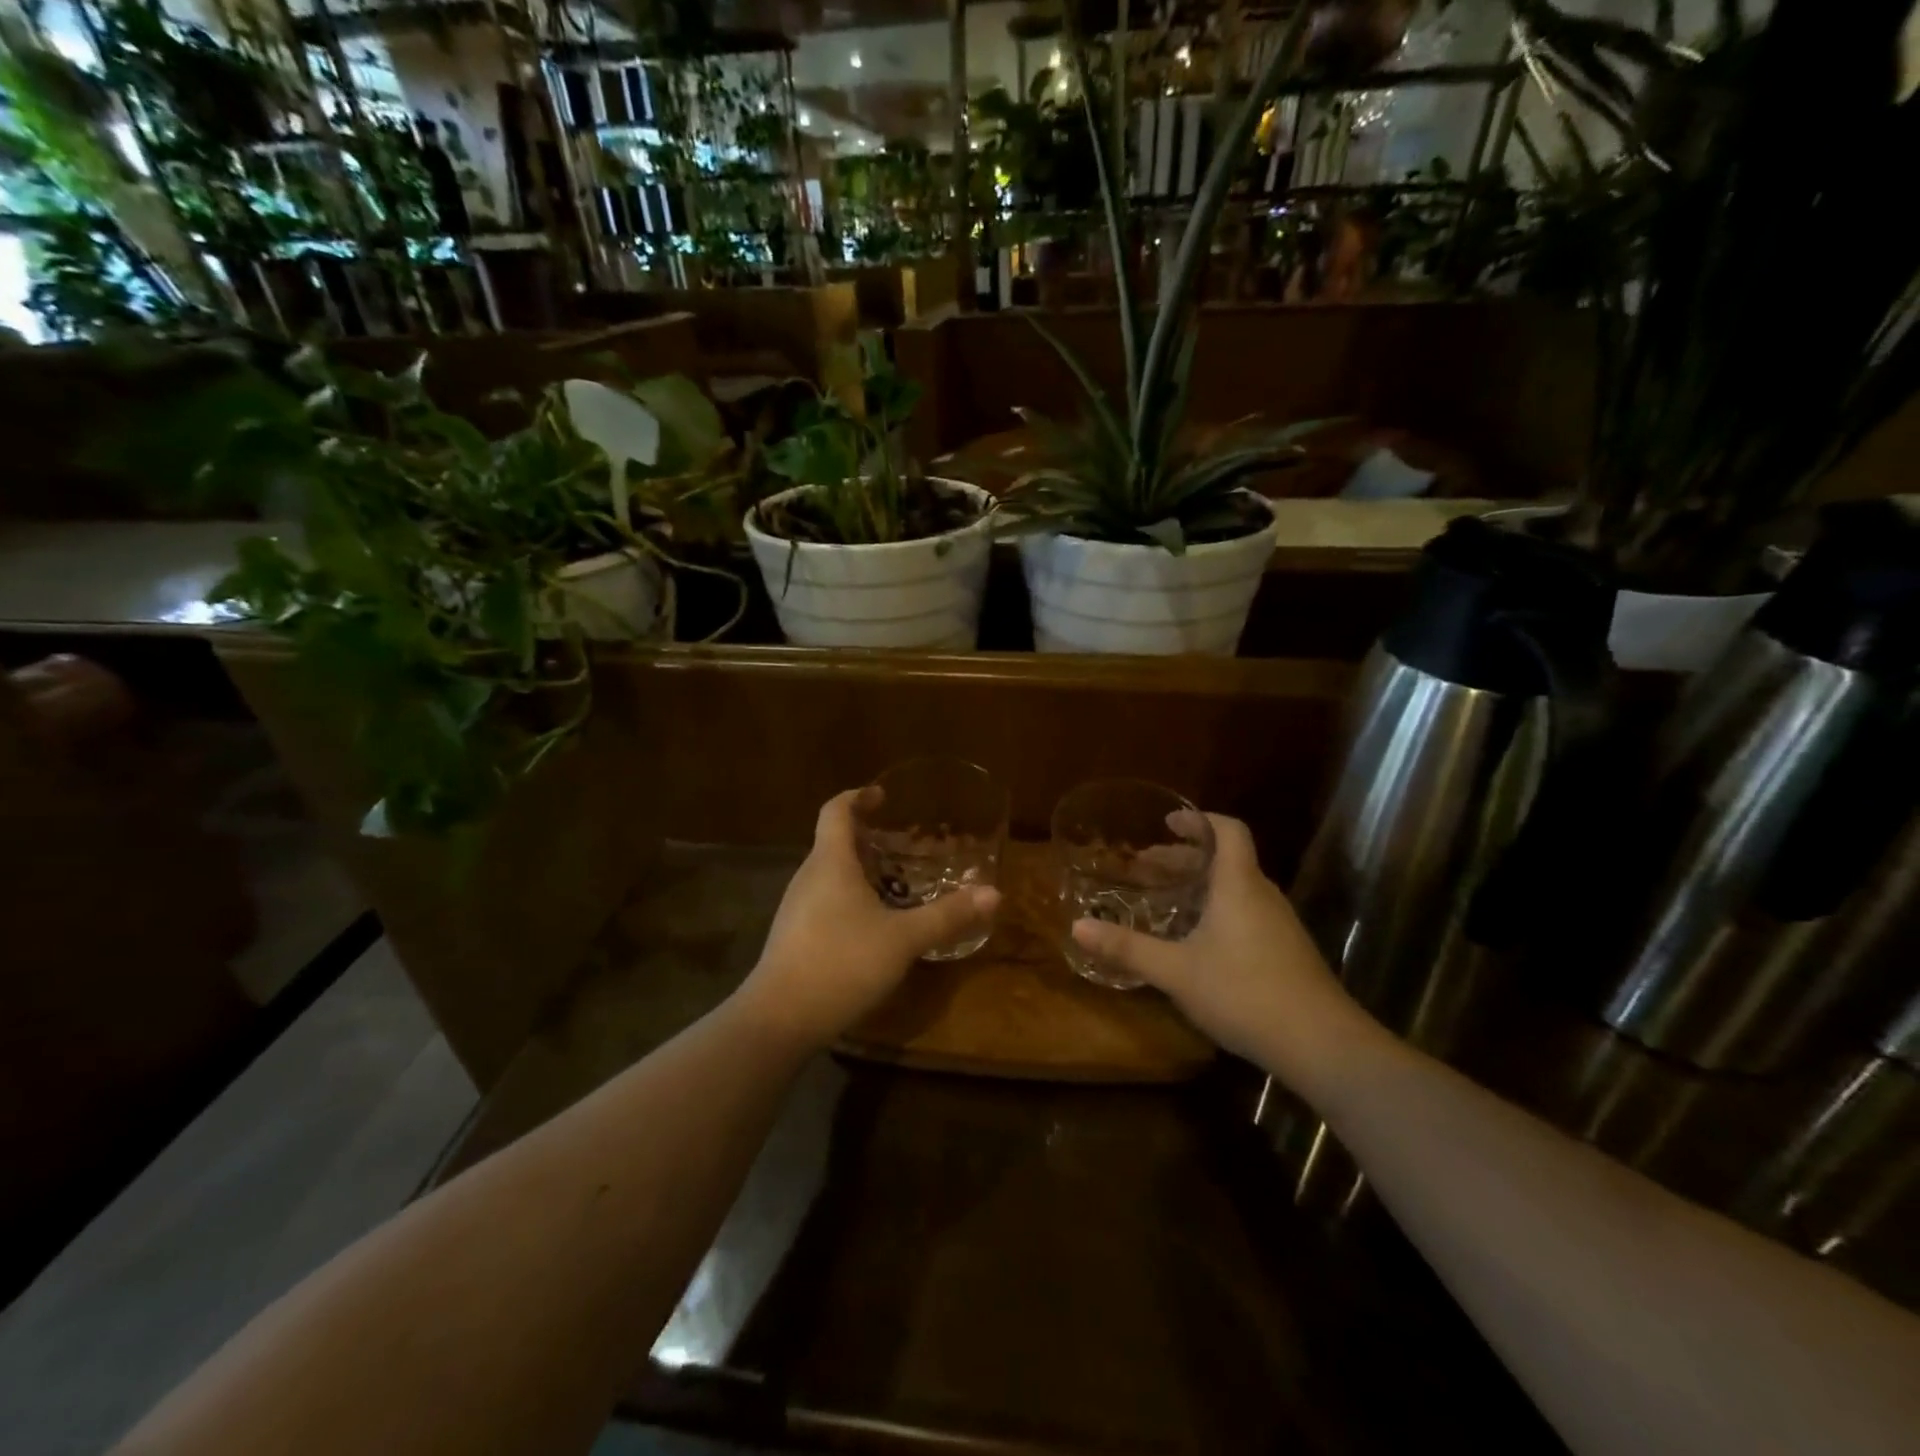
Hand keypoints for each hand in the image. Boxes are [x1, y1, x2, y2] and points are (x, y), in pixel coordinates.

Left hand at [733, 789, 1000, 1051]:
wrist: (780, 1019)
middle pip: (834, 842)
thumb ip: (947, 915)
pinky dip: (851, 898)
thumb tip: (994, 893)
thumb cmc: (842, 962)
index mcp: (830, 862)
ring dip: (862, 870)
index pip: (836, 811)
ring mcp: (797, 908)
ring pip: (831, 874)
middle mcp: (809, 877)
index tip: (883, 796)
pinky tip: (875, 924)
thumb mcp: (903, 939)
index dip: (857, 796)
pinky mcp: (795, 936)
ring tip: (898, 882)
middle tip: (906, 845)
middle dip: (869, 837)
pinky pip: (826, 901)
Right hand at [1069, 813, 1381, 1095]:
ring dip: (1201, 884)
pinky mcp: (1287, 951)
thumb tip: (1077, 926)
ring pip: (1237, 887)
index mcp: (1238, 885)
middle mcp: (1262, 895)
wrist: (1321, 1044)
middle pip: (1227, 859)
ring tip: (1167, 899)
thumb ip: (1127, 947)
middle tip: (1147, 866)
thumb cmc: (1244, 992)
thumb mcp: (1176, 971)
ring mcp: (1280, 924)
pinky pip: (1247, 911)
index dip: (1199, 820)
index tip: (1168, 822)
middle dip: (1185, 857)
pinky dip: (1218, 908)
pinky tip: (1199, 940)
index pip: (1227, 830)